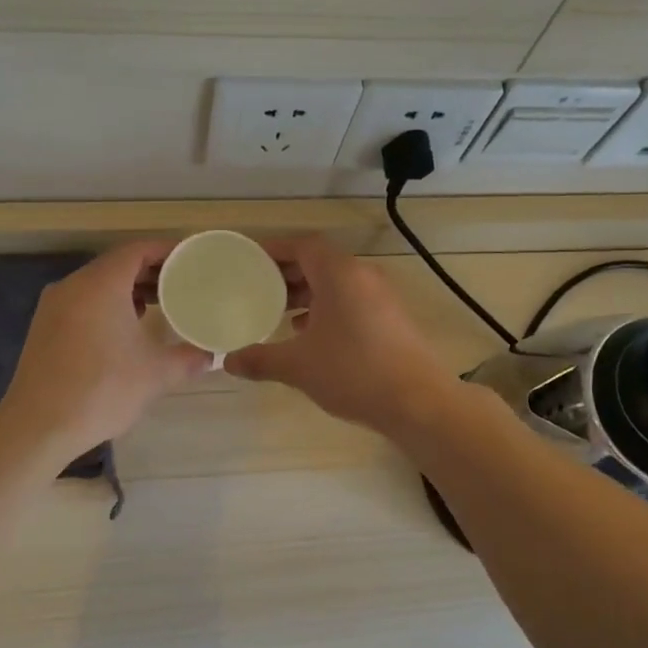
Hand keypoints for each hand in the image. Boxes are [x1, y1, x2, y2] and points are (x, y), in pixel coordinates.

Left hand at [0, 241, 212, 463]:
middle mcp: (74, 285)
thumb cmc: (102, 390)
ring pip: (97, 283)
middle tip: (181, 283)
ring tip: (158, 304)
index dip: (166, 250)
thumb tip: (211, 356)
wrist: (38, 426)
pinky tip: (124, 328)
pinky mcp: (44, 326)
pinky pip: (82, 301)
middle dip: (150, 270)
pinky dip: (107, 303)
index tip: (190, 260)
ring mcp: (54, 305)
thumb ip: (188, 359)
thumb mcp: (156, 374)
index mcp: (101, 285)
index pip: (138, 250)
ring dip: (128, 288)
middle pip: (117, 263)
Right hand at [224, 235, 454, 434]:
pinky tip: (310, 335)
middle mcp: (363, 276)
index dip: (275, 250)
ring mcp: (382, 297)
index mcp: (339, 274)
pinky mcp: (392, 319)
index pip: (303, 245)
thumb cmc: (353, 372)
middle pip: (320, 262)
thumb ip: (261, 360)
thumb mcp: (299, 366)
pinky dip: (328, 308)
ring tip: (280, 314)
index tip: (251, 262)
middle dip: (289, 274)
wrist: (418, 402)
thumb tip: (229, 361)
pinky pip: (352, 301)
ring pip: (337, 283)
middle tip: (259, 289)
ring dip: (308, 293)